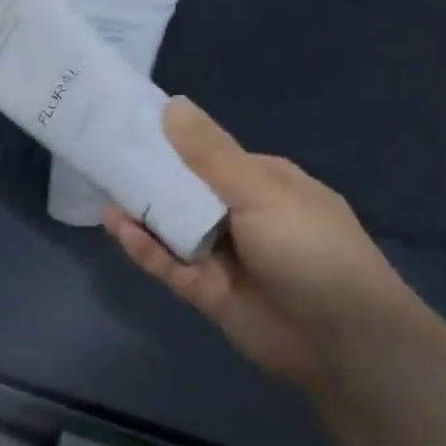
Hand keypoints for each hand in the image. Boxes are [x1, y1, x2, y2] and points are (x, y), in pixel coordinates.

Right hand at [104, 99, 414, 388]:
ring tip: (103, 189)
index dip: (174, 143)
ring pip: (173, 229)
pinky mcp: (206, 291)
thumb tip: (173, 105)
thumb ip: (210, 154)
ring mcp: (223, 256)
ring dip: (142, 212)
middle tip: (105, 157)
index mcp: (266, 184)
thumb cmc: (310, 250)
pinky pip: (168, 264)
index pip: (211, 156)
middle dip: (151, 177)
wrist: (341, 340)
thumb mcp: (260, 192)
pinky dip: (143, 247)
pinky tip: (117, 226)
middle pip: (187, 192)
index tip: (131, 128)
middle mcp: (243, 217)